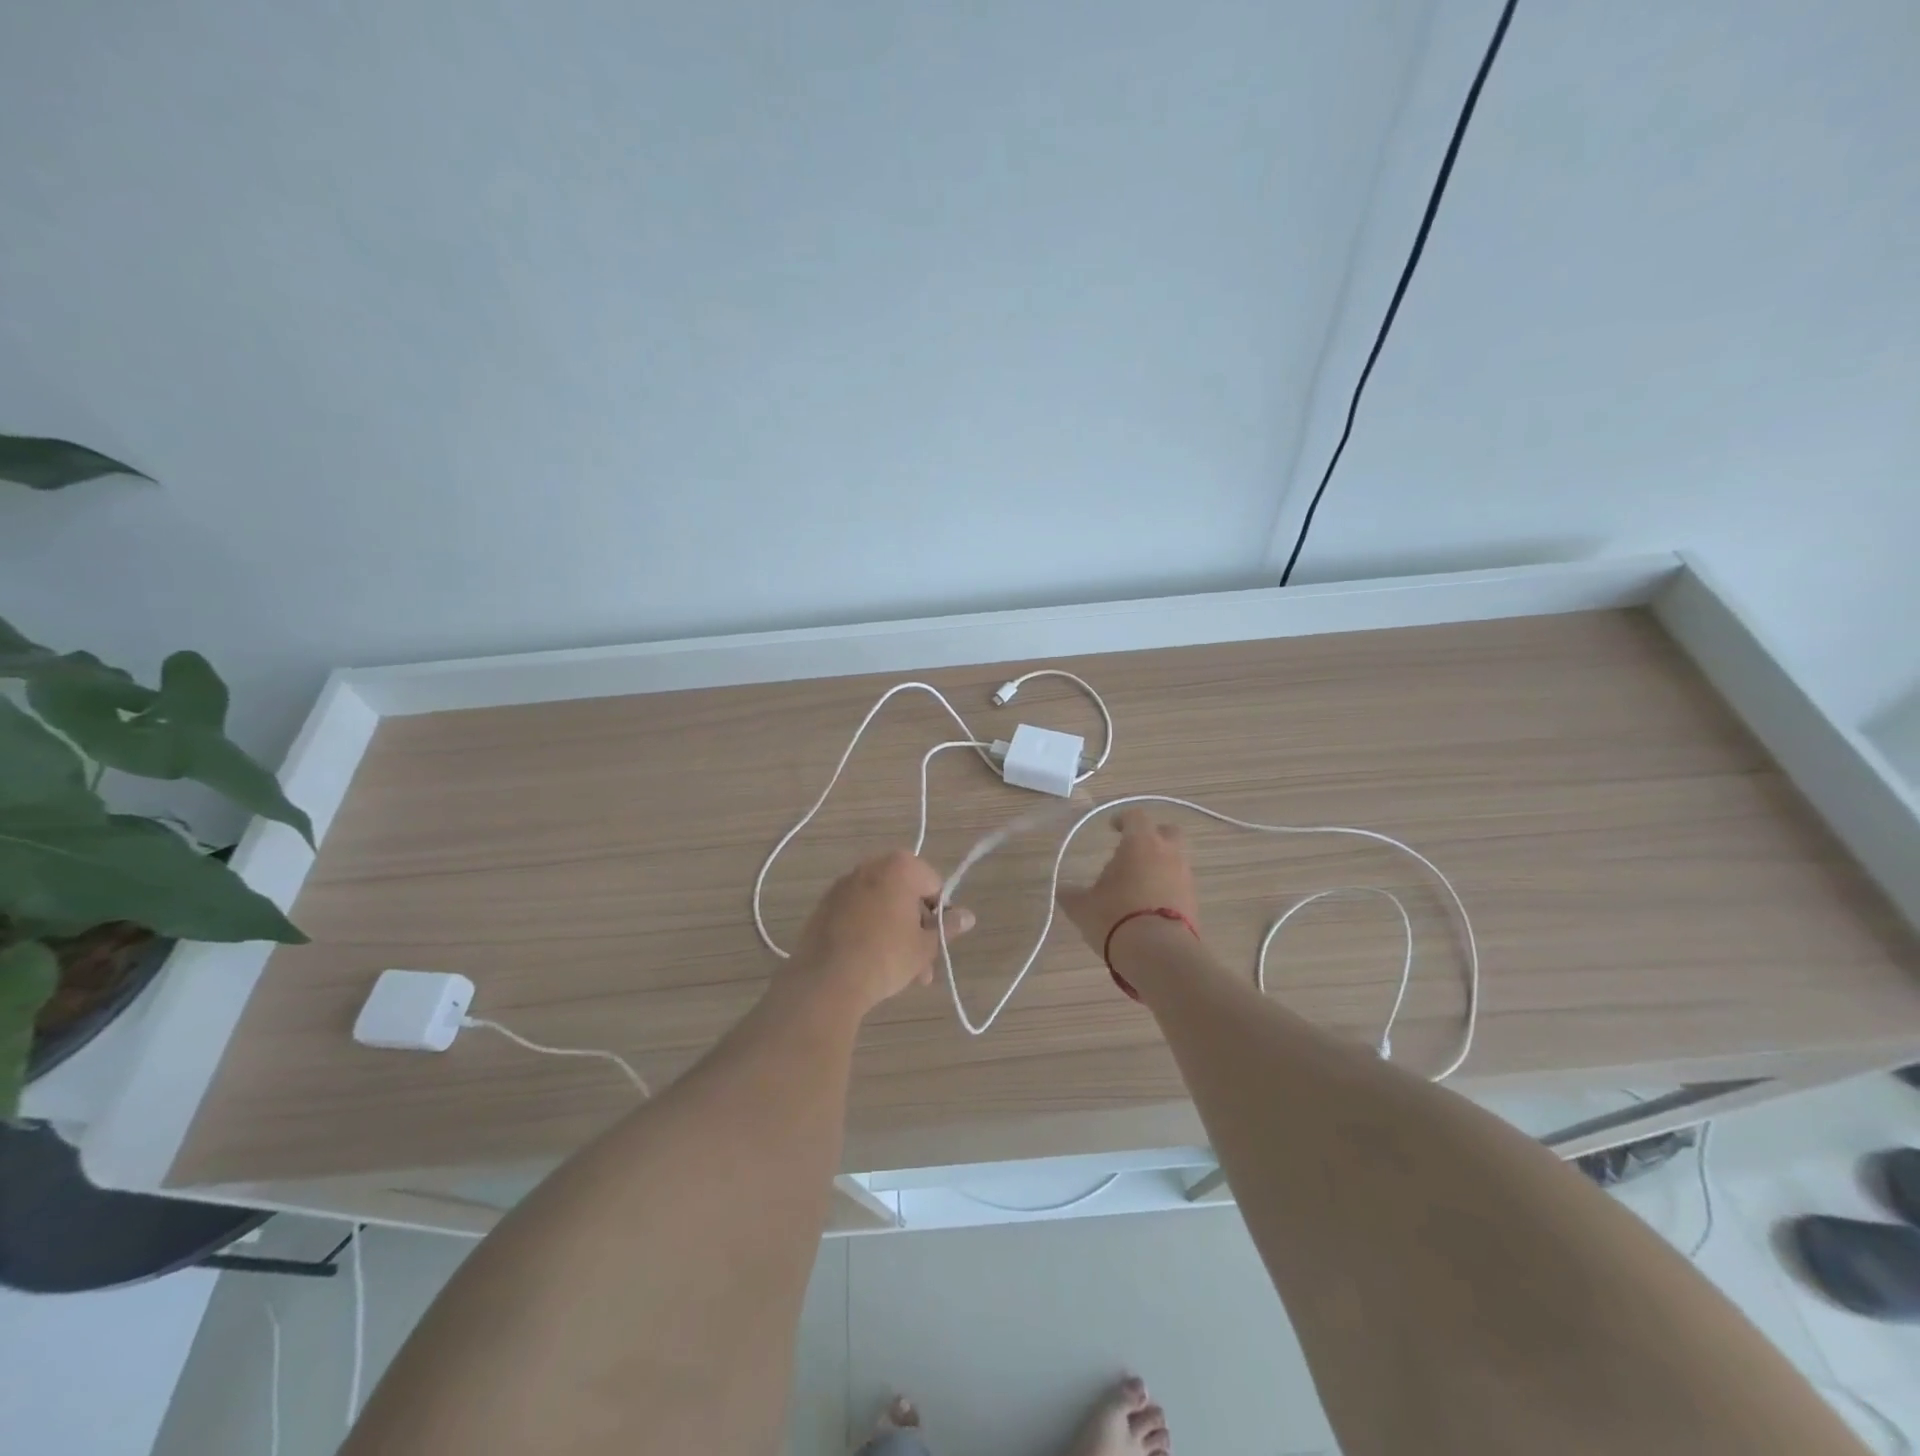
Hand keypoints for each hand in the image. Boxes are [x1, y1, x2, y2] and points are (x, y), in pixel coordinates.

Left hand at [793, 850, 974, 1013]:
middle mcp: (870, 867)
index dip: (940, 913)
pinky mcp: (824, 906)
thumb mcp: (925, 946)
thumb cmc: (887, 956)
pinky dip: (869, 931)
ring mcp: (843, 886)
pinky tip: (872, 963)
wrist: (827, 979)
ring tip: (902, 974)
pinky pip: (858, 914)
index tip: (937, 940)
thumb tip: (969, 916)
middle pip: (905, 895)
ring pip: (881, 908)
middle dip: (916, 928)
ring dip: (895, 933)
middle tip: (923, 962)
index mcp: (899, 867)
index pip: (933, 884)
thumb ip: (948, 927)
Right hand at [1057, 809, 1200, 954]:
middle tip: (1135, 851)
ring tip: (1138, 886)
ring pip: (1175, 861)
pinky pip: (1179, 887)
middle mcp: (1168, 854)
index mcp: (1140, 843)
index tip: (1113, 828)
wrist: (1158, 953)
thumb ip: (1072, 895)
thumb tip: (1064, 891)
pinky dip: (1167, 890)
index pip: (1136, 817)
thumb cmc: (1115, 917)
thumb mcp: (1083, 907)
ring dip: (1160, 867)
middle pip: (1168, 832)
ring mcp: (1185, 878)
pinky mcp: (1194, 904)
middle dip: (1154, 836)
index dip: (1123, 819)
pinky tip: (1149, 907)